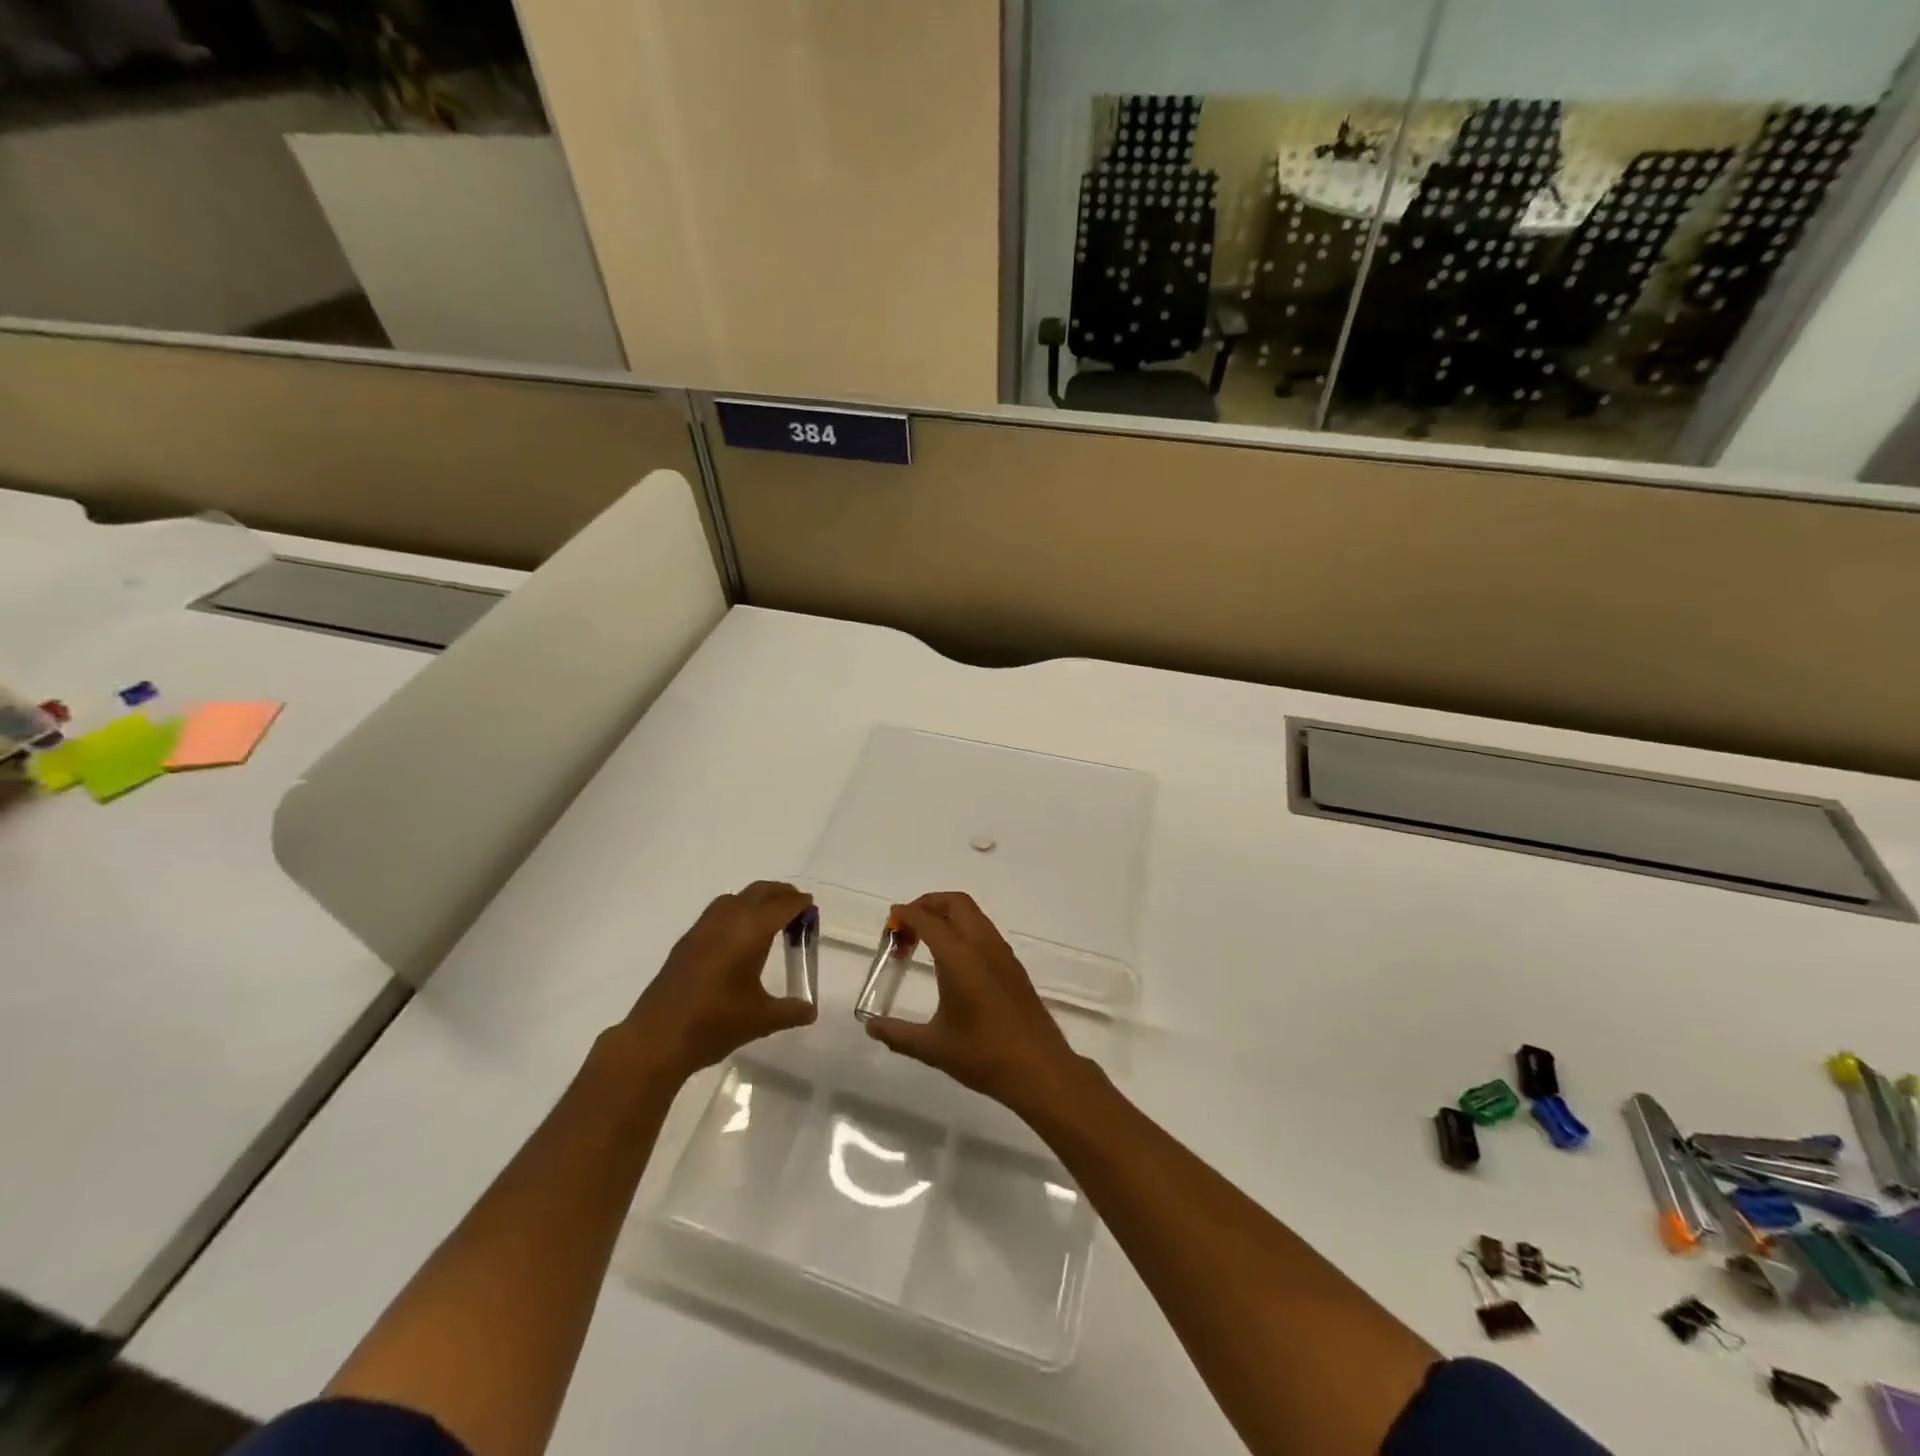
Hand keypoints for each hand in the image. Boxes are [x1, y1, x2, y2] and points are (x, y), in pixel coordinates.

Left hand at [617, 881, 816, 1085]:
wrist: (656, 1039)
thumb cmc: (714, 1024)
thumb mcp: (761, 1020)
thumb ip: (790, 1011)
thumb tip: (810, 1010)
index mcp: (750, 932)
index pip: (782, 906)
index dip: (800, 904)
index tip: (812, 909)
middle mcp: (727, 921)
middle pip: (759, 892)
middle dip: (780, 894)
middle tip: (797, 908)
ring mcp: (702, 929)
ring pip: (735, 899)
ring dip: (755, 900)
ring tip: (769, 919)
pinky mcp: (686, 942)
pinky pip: (717, 912)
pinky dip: (735, 912)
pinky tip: (738, 938)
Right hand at [864, 892, 1087, 1114]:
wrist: (1039, 1068)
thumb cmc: (983, 1055)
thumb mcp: (933, 1047)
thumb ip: (897, 1034)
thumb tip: (871, 1027)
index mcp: (959, 956)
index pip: (928, 920)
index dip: (905, 915)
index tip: (889, 926)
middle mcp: (982, 945)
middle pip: (955, 903)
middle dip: (927, 905)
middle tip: (906, 928)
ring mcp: (1002, 953)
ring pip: (973, 914)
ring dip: (947, 916)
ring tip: (925, 944)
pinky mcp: (1013, 965)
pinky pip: (984, 931)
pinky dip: (963, 930)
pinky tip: (953, 962)